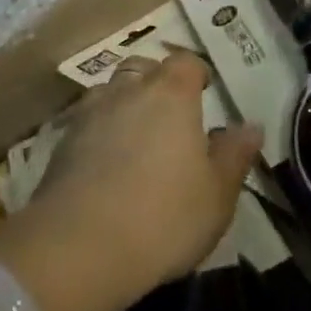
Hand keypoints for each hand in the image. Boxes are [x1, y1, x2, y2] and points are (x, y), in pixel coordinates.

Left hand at [0, 53, 258, 310]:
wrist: (79, 248)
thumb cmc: (165, 216)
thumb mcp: (218, 194)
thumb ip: (234, 155)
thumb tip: (250, 126)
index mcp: (171, 94)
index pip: (186, 62)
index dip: (197, 73)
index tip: (206, 91)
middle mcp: (126, 92)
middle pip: (142, 68)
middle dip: (156, 81)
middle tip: (171, 113)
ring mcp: (88, 115)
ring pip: (109, 92)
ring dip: (124, 104)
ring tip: (136, 136)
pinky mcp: (60, 145)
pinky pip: (86, 124)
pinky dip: (99, 133)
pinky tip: (106, 165)